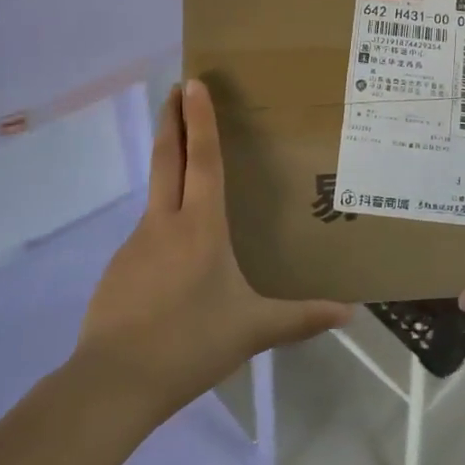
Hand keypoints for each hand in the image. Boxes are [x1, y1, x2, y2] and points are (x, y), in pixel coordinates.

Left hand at [75, 79, 351, 418]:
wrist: (114, 382)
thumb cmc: (191, 342)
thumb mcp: (253, 329)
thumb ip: (301, 318)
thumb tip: (350, 313)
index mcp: (201, 227)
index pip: (203, 159)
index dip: (201, 119)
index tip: (192, 83)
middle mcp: (166, 223)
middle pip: (168, 159)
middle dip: (173, 120)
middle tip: (175, 89)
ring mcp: (136, 245)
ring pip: (156, 196)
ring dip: (169, 169)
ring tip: (190, 172)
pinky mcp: (119, 269)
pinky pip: (147, 236)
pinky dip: (162, 224)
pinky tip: (175, 254)